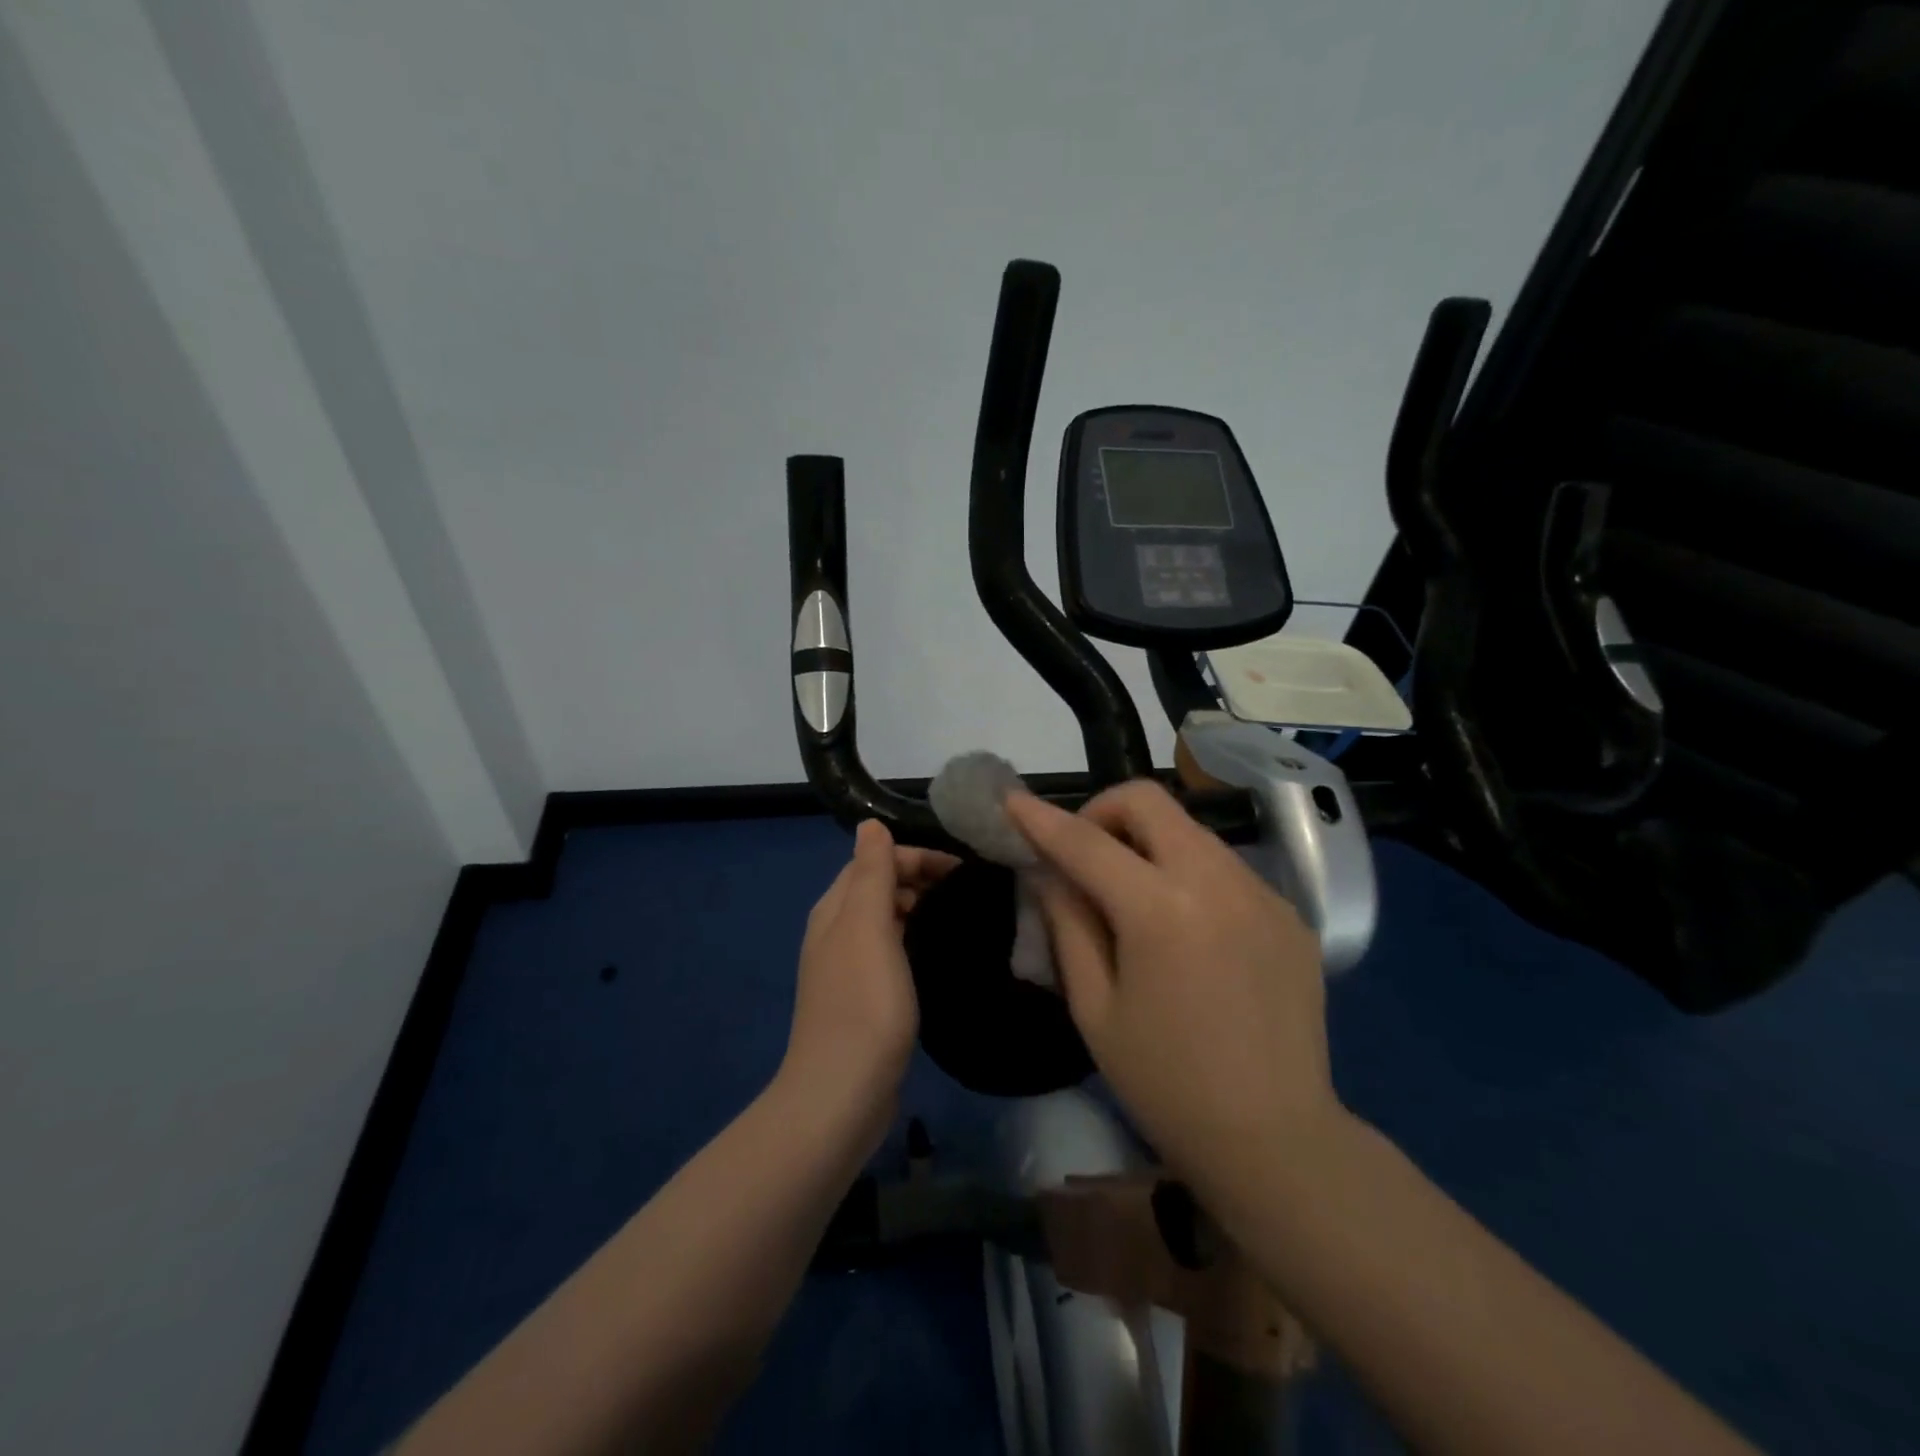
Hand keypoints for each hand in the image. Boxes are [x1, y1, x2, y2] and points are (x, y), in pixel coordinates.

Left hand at [780, 820, 957, 1151]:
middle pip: (880, 887)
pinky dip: (916, 939)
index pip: (876, 860)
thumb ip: (871, 873)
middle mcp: (837, 931)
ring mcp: (849, 967)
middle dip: (922, 879)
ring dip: (921, 908)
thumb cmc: (863, 1003)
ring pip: (888, 919)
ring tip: (963, 915)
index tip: (964, 869)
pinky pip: (893, 951)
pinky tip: (940, 951)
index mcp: (835, 909)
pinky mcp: (865, 998)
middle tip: (971, 891)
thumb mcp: (868, 927)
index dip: (917, 856)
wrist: (842, 1093)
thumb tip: (870, 824)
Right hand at [1006, 782, 1338, 1198]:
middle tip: (1083, 855)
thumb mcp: (1095, 1008)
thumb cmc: (1166, 1084)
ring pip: (1189, 828)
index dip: (1040, 818)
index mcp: (1161, 911)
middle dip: (1102, 812)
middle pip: (1149, 801)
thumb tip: (1048, 871)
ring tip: (1132, 894)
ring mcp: (1262, 892)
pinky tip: (1185, 928)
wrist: (1277, 1141)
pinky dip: (1188, 873)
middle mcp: (1217, 882)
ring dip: (1147, 841)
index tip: (1010, 800)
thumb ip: (1068, 924)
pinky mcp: (1289, 911)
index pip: (1086, 842)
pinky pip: (1224, 865)